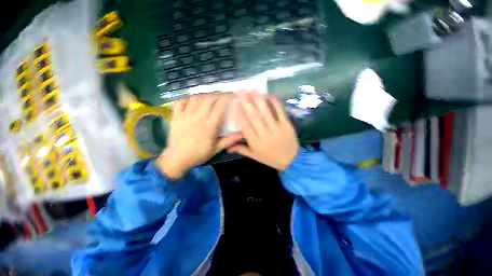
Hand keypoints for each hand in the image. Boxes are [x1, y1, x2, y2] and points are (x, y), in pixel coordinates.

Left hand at [157, 94, 241, 178]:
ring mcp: (186, 115)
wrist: (178, 158)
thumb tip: (241, 135)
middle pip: (208, 99)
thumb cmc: (199, 154)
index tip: (230, 96)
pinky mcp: (176, 116)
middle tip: (220, 97)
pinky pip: (181, 102)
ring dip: (204, 96)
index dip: (226, 98)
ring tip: (208, 99)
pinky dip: (187, 99)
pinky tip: (192, 101)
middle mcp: (198, 117)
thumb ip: (228, 141)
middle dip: (216, 95)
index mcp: (210, 125)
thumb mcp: (216, 149)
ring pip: (196, 98)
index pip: (220, 107)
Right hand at [228, 93, 298, 170]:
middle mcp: (265, 134)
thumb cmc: (270, 158)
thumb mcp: (255, 156)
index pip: (245, 126)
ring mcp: (276, 129)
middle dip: (247, 103)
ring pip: (266, 113)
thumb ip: (241, 150)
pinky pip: (280, 112)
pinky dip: (275, 103)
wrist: (291, 161)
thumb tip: (227, 147)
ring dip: (258, 100)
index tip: (235, 102)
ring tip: (252, 90)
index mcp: (256, 142)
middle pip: (254, 117)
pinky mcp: (286, 125)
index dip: (240, 113)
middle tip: (241, 91)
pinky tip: (269, 95)